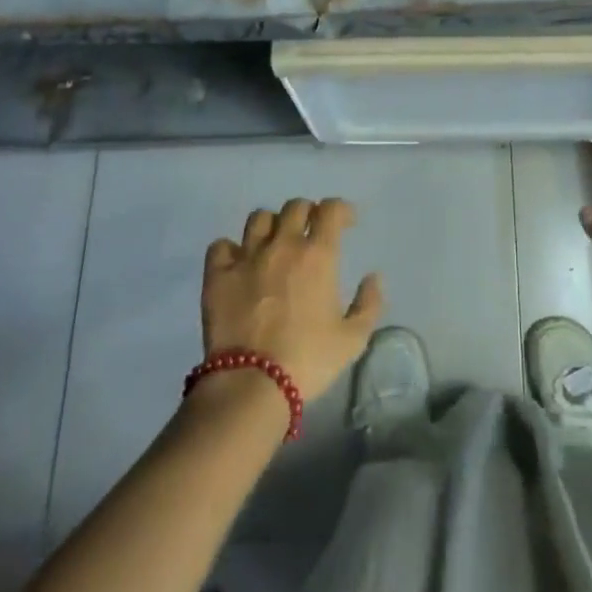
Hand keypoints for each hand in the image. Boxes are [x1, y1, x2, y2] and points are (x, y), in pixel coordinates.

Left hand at [202, 198, 383, 402]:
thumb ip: (369, 304)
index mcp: (318, 254)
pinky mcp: (218, 275)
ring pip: (259, 218)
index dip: (341, 209)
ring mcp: (247, 257)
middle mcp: (282, 245)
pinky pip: (221, 245)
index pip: (331, 209)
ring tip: (274, 243)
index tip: (346, 222)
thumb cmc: (308, 360)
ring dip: (271, 225)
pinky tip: (238, 263)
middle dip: (308, 213)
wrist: (252, 384)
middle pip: (295, 207)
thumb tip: (373, 277)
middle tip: (310, 232)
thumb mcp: (353, 339)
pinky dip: (231, 249)